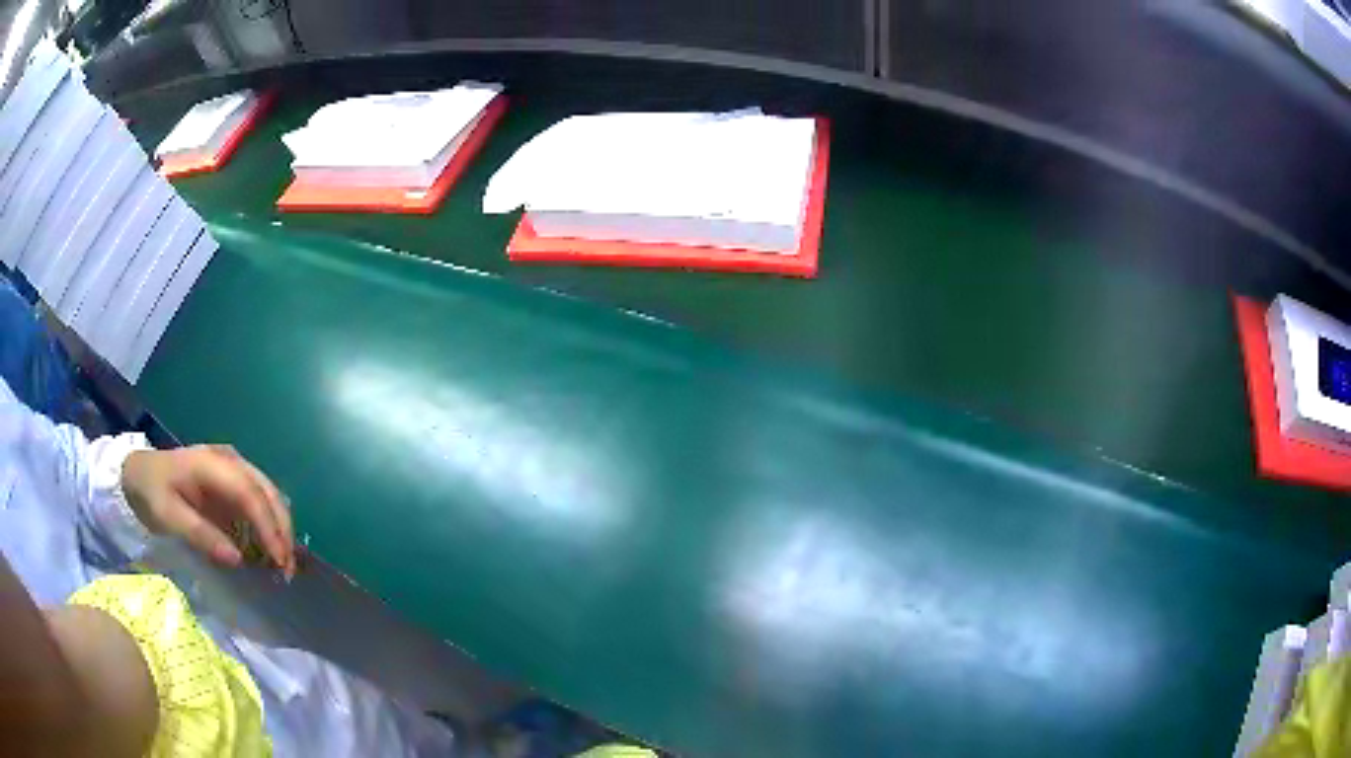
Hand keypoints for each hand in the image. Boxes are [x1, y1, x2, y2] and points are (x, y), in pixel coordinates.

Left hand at [121, 445, 294, 576]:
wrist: (138, 473)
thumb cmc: (151, 493)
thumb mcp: (167, 516)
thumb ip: (200, 535)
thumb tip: (238, 559)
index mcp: (210, 464)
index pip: (249, 494)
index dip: (267, 526)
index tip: (278, 561)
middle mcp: (228, 460)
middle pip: (267, 491)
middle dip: (282, 529)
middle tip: (286, 568)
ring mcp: (233, 467)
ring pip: (269, 494)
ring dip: (280, 527)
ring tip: (281, 562)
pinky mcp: (233, 480)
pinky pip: (259, 500)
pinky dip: (269, 524)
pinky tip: (269, 548)